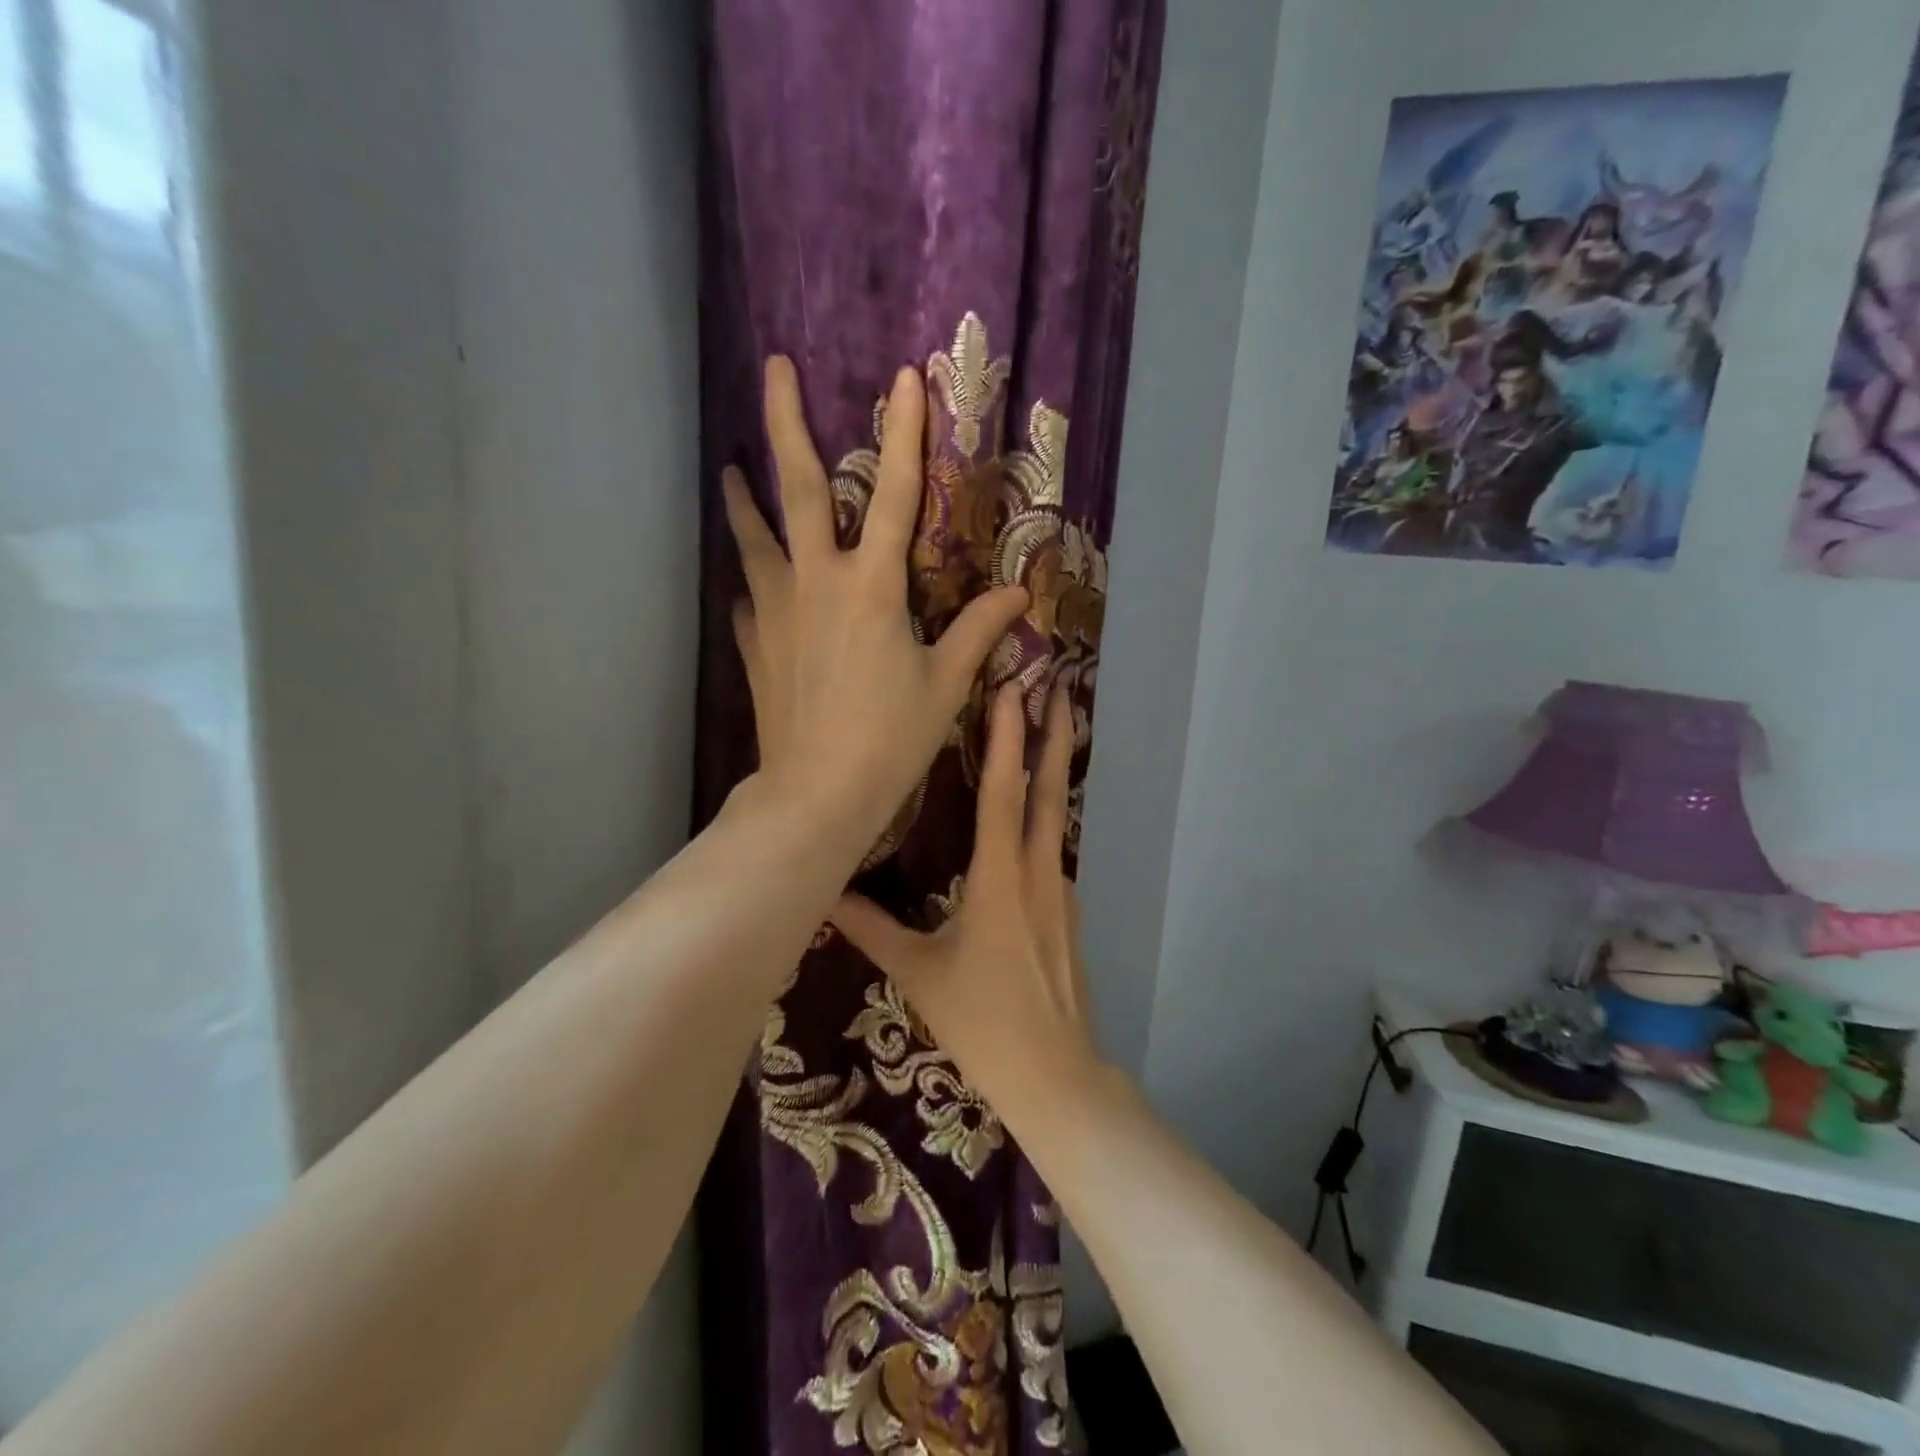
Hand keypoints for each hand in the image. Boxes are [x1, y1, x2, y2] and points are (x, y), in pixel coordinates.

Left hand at [726, 357, 1027, 855]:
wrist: (818, 793)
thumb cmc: (890, 738)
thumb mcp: (946, 684)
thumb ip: (978, 631)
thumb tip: (1019, 595)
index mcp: (872, 587)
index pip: (896, 494)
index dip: (906, 433)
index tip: (904, 375)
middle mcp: (817, 583)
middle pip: (800, 489)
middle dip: (787, 423)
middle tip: (773, 368)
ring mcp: (776, 612)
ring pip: (755, 538)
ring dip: (744, 499)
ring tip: (730, 469)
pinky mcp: (754, 645)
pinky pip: (749, 600)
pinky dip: (752, 583)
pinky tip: (750, 584)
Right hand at [830, 684, 1102, 1116]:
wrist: (1055, 1074)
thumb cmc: (982, 1021)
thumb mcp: (918, 974)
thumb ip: (871, 930)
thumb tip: (824, 895)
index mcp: (1001, 881)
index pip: (1004, 796)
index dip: (1008, 741)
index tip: (1014, 691)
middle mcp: (1039, 872)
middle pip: (1050, 792)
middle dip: (1056, 735)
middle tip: (1062, 685)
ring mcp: (1060, 890)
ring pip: (1056, 816)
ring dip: (1054, 769)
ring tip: (1049, 727)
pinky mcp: (1067, 908)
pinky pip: (1054, 846)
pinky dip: (1047, 812)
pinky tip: (1033, 809)